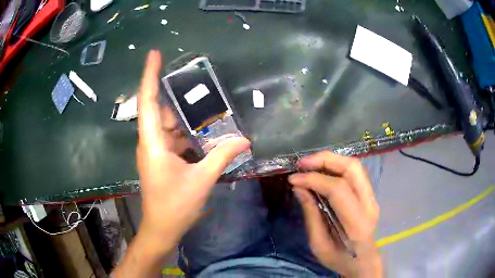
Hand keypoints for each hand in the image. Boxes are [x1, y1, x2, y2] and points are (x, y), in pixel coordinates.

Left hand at [114, 51, 249, 276]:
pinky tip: (204, 132)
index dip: (150, 75)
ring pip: (168, 125)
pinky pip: (173, 138)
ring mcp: (154, 150)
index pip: (148, 101)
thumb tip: (245, 140)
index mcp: (152, 143)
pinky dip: (187, 133)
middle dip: (177, 97)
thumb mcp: (201, 180)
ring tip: (207, 106)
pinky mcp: (160, 158)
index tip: (154, 53)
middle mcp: (149, 142)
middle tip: (197, 82)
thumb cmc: (175, 206)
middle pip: (161, 110)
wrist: (162, 228)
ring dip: (185, 118)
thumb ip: (222, 157)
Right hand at [289, 151, 381, 276]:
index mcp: (356, 223)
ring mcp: (372, 197)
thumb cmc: (340, 259)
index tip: (293, 179)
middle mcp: (369, 205)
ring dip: (331, 159)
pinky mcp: (370, 195)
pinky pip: (354, 173)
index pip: (338, 189)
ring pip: (355, 166)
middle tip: (302, 163)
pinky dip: (336, 166)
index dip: (314, 179)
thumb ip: (311, 215)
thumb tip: (299, 188)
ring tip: (309, 163)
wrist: (364, 262)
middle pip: (352, 168)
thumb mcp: (319, 245)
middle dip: (325, 160)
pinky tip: (322, 170)